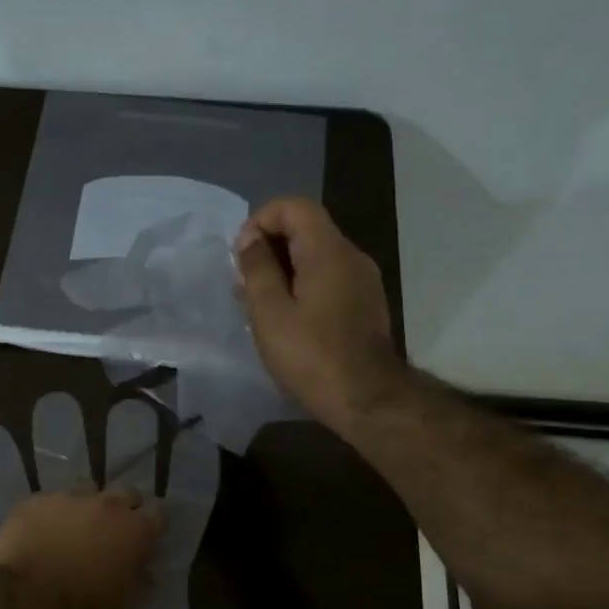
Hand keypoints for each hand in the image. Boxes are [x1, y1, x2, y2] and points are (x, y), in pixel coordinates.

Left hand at [0, 488, 165, 608]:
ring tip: (75, 528)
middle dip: (124, 509)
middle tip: (113, 532)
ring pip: (87, 489)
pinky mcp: (36, 500)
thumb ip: (139, 584)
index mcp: (135, 531)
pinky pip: (51, 500)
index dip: (154, 524)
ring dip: (87, 506)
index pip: (160, 512)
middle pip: (126, 492)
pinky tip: (41, 532)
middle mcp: (107, 505)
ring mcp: (69, 497)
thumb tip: (142, 570)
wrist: (22, 600)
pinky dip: (52, 513)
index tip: (148, 538)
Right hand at [234, 197, 403, 436]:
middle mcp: (351, 257)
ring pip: (316, 256)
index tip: (241, 255)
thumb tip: (251, 240)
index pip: (294, 207)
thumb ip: (257, 268)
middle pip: (306, 229)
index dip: (261, 220)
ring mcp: (362, 281)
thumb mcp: (269, 312)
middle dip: (269, 247)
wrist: (367, 400)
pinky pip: (328, 278)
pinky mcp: (364, 304)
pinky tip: (285, 318)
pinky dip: (301, 285)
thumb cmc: (311, 356)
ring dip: (283, 269)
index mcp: (329, 252)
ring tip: (258, 304)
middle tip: (244, 283)